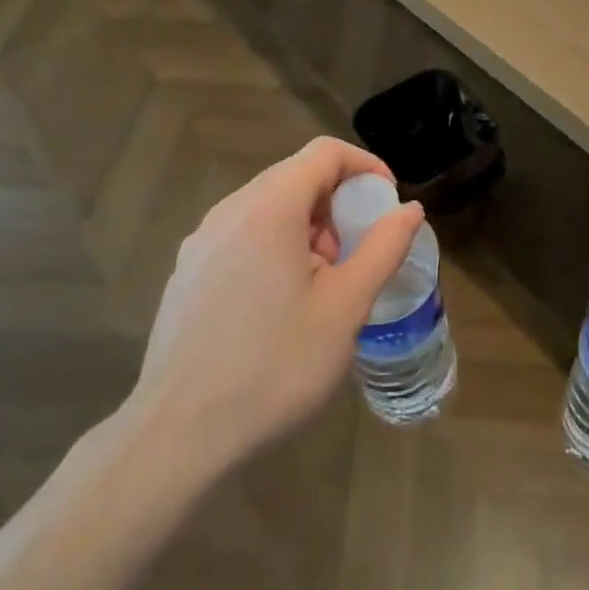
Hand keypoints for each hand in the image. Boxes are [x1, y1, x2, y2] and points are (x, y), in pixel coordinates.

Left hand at [120, 137, 422, 472]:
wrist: (178, 436)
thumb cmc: (274, 366)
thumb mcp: (345, 307)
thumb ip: (383, 248)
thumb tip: (410, 210)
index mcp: (269, 209)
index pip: (324, 153)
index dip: (365, 166)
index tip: (388, 202)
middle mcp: (229, 212)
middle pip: (295, 176)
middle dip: (337, 203)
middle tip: (356, 253)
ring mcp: (200, 242)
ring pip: (267, 207)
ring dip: (307, 227)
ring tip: (322, 284)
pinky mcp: (186, 273)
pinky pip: (241, 235)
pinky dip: (275, 245)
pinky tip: (280, 304)